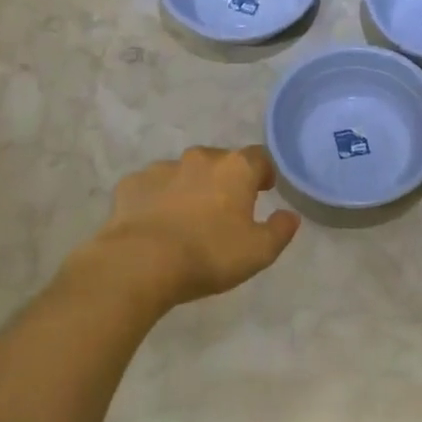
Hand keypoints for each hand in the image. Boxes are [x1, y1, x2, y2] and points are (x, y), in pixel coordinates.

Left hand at [87, 146, 300, 309]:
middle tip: (225, 209)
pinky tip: (155, 223)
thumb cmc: (208, 254)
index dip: (264, 172)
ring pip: (184, 172)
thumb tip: (290, 216)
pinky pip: (151, 187)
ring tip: (187, 219)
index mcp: (236, 169)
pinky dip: (157, 199)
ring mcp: (162, 168)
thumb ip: (280, 230)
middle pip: (220, 161)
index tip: (264, 190)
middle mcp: (200, 159)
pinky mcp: (131, 184)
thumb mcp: (259, 252)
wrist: (139, 263)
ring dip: (190, 188)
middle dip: (225, 180)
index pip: (259, 157)